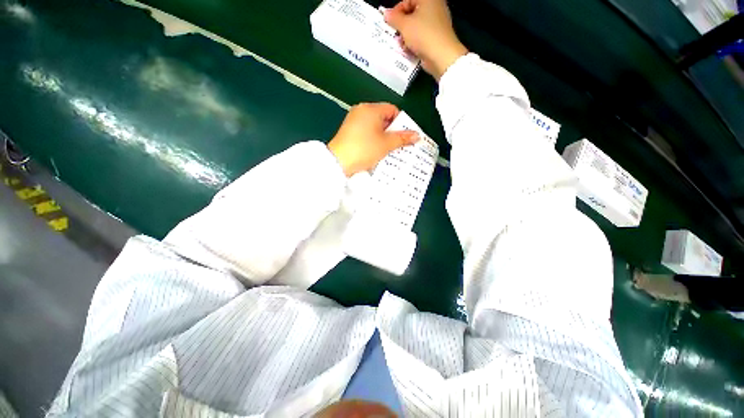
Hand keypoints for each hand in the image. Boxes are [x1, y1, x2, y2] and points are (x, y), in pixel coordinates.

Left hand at [328, 103, 417, 176]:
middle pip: (383, 117)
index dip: (401, 122)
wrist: (339, 162)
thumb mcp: (386, 144)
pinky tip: (376, 150)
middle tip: (398, 144)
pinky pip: (366, 131)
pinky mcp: (348, 131)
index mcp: (371, 109)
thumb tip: (417, 135)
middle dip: (392, 131)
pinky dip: (373, 139)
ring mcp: (353, 120)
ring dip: (383, 136)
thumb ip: (402, 138)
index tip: (404, 135)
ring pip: (374, 126)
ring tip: (388, 149)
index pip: (392, 109)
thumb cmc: (364, 149)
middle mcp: (361, 110)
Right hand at [384, 0, 467, 80]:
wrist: (441, 56)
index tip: (390, 22)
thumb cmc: (423, 35)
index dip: (397, 11)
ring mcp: (437, 23)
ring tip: (402, 45)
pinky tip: (409, 50)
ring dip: (407, 36)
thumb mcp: (404, 25)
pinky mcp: (437, 38)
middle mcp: (435, 8)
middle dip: (402, 26)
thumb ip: (394, 18)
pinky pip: (422, 37)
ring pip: (417, 27)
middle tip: (396, 35)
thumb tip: (386, 14)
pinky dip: (414, 43)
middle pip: (412, 14)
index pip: (408, 0)